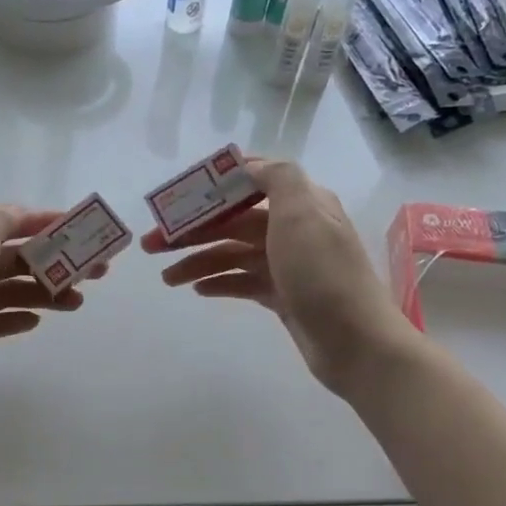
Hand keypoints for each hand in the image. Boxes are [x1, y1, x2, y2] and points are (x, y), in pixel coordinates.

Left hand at [0, 206, 97, 422]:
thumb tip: (18, 210)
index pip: (9, 224)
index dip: (46, 224)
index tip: (83, 231)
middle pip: (16, 260)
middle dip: (56, 263)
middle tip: (96, 274)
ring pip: (11, 291)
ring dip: (44, 293)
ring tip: (76, 304)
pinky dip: (19, 317)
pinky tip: (38, 322)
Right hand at [142, 158, 417, 397]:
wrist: (355, 342)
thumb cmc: (323, 274)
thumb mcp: (303, 213)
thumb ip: (278, 177)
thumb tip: (248, 164)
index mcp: (301, 203)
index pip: (248, 185)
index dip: (210, 189)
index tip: (174, 200)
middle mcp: (293, 229)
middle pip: (232, 223)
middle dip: (191, 231)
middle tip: (149, 245)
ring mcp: (288, 265)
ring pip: (232, 255)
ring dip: (198, 261)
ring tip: (166, 279)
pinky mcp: (283, 296)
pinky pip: (242, 282)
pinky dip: (219, 282)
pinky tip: (197, 290)